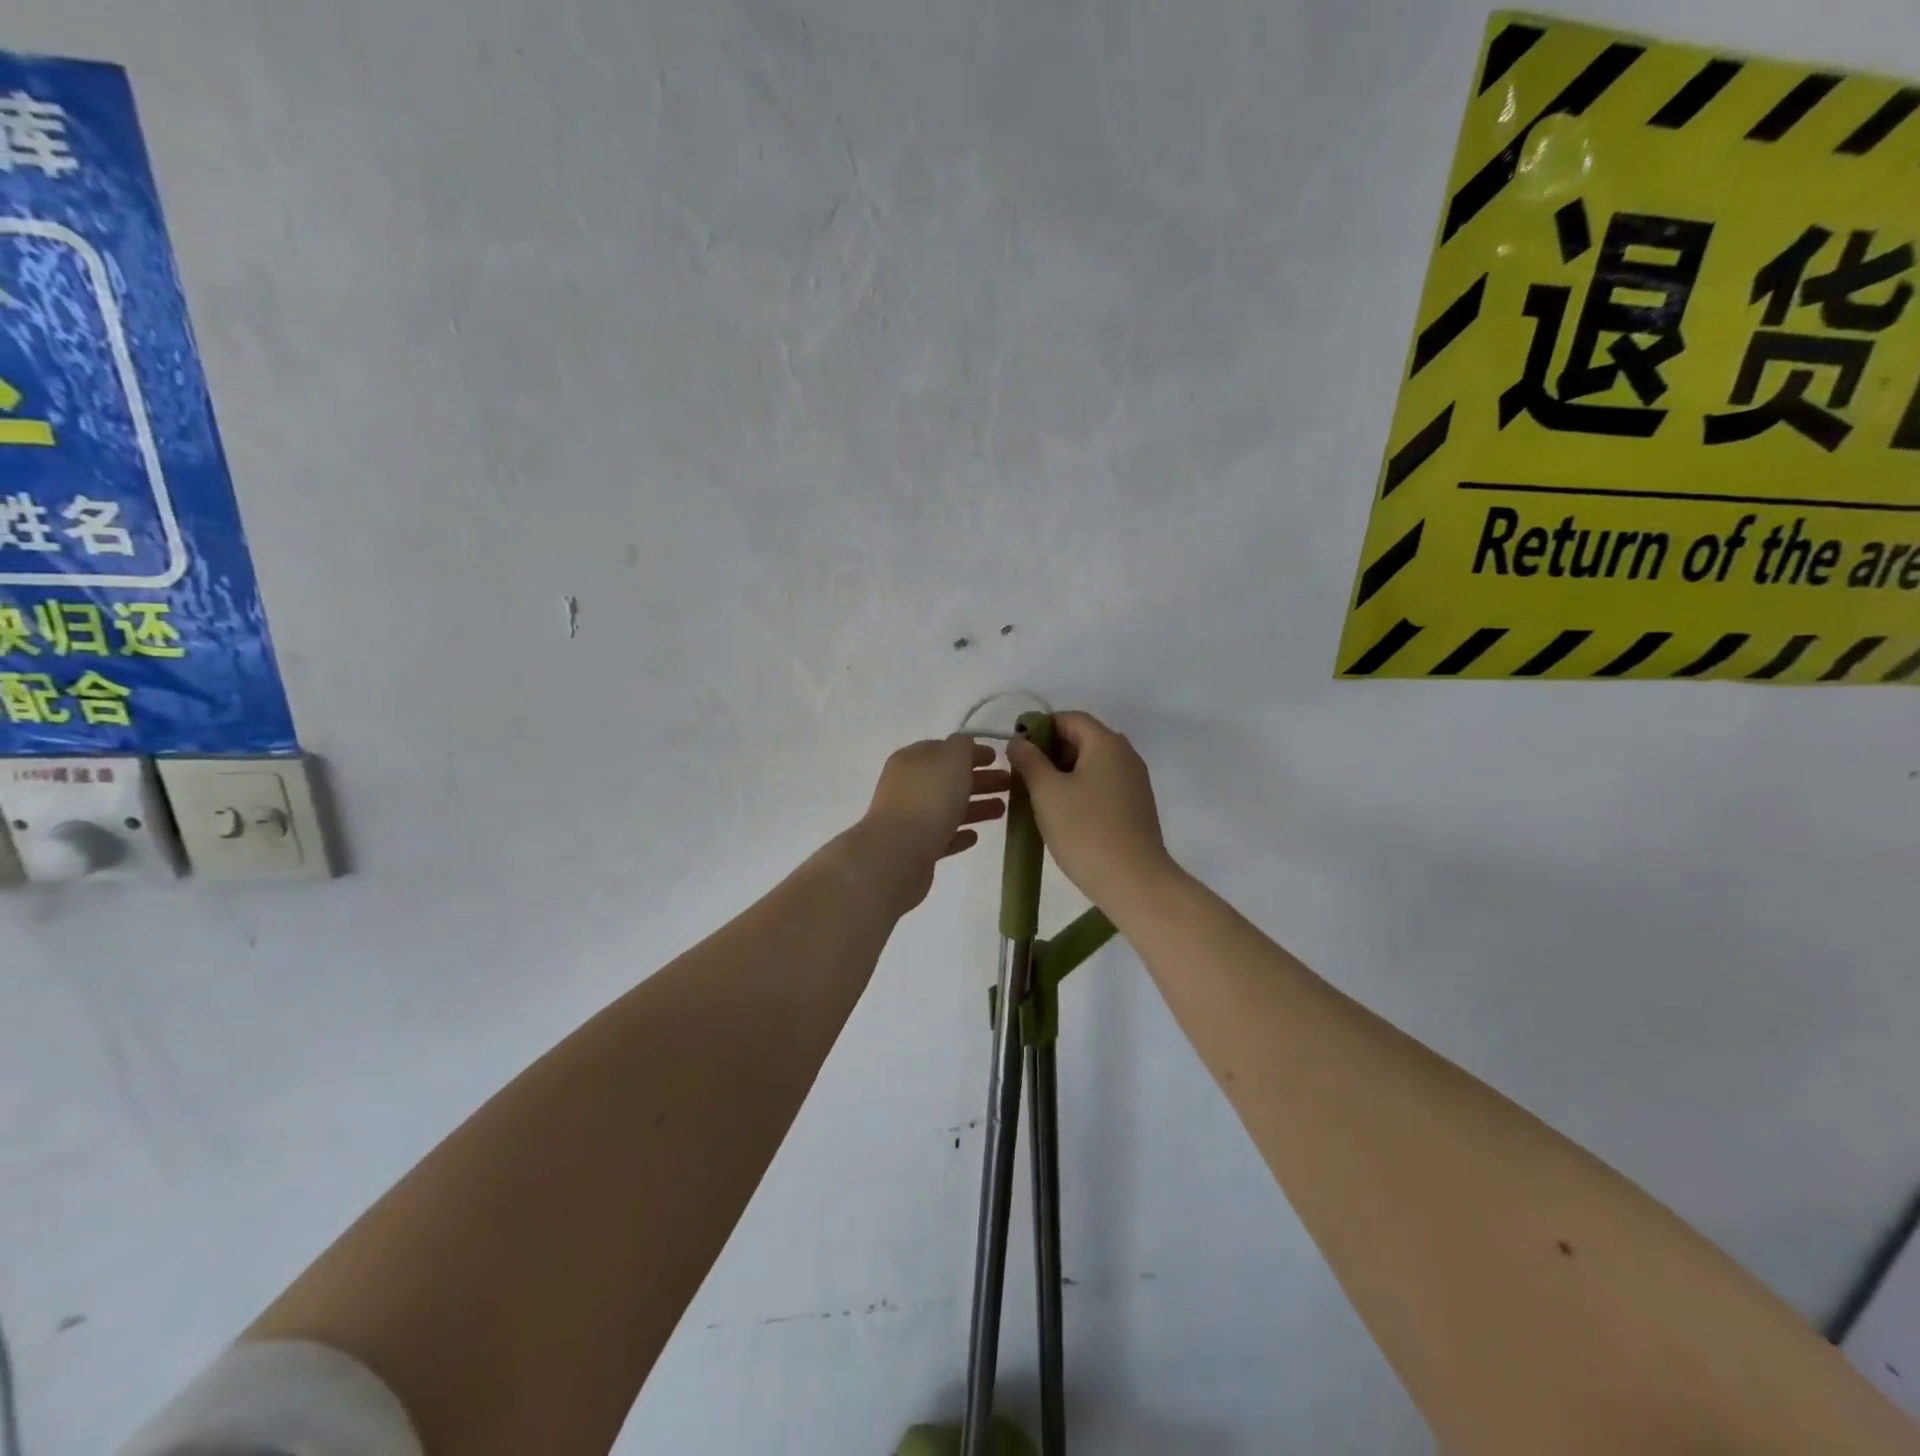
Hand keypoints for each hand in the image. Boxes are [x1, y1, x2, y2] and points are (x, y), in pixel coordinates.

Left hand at [852, 737, 1010, 913]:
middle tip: (1010, 784)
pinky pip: (942, 836)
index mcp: (912, 760)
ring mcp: (909, 819)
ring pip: (948, 808)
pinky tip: (975, 836)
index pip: (944, 748)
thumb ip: (962, 746)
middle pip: (948, 779)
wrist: (899, 854)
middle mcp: (907, 786)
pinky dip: (959, 834)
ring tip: (1003, 810)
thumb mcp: (951, 758)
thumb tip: (966, 746)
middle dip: (980, 779)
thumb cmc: (929, 798)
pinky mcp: (915, 849)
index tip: (998, 758)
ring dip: (975, 806)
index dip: (971, 751)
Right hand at [1007, 712, 1176, 908]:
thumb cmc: (1085, 831)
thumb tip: (1019, 742)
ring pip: (1092, 764)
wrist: (1134, 882)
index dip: (1039, 728)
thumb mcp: (1047, 792)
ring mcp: (1134, 782)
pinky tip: (1063, 814)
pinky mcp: (1136, 806)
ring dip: (1063, 774)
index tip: (1017, 751)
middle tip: (1023, 776)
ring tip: (1038, 798)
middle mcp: (1126, 755)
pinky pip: (1103, 785)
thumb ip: (1029, 760)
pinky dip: (1080, 790)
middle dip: (1050, 752)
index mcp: (1106, 743)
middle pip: (1082, 739)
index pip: (1069, 718)